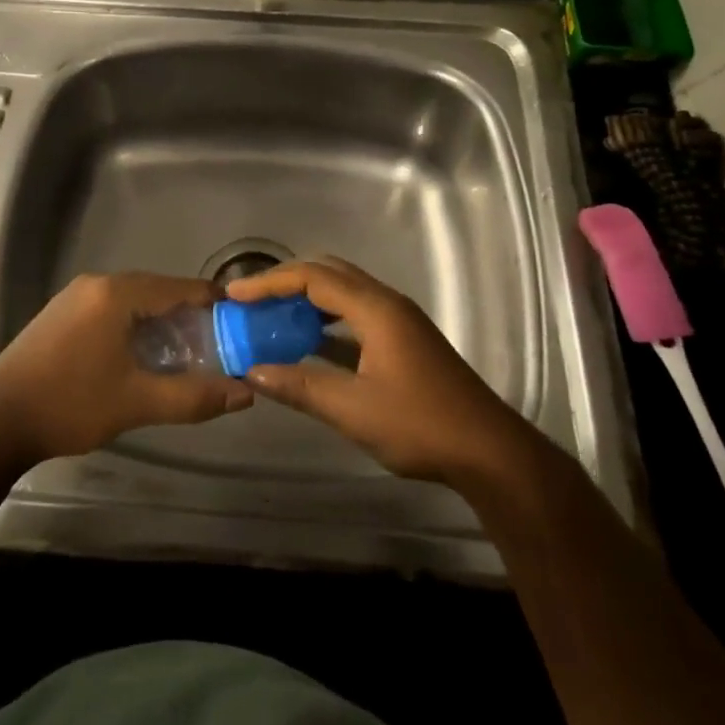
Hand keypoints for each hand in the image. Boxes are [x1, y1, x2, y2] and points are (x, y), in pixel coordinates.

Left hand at [0, 272, 252, 465]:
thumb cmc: (70, 404)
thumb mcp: (137, 402)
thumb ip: (192, 396)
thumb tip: (244, 394)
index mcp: (117, 293)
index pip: (178, 287)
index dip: (212, 302)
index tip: (240, 319)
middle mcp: (97, 283)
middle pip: (156, 290)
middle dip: (188, 314)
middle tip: (217, 342)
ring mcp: (75, 296)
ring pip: (133, 300)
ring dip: (160, 320)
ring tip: (186, 350)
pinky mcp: (61, 313)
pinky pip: (111, 308)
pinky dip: (134, 324)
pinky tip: (142, 352)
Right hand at [226, 257, 533, 484]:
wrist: (488, 452)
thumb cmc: (420, 425)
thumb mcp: (353, 410)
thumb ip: (301, 387)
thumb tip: (253, 372)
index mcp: (375, 309)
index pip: (313, 277)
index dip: (270, 282)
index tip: (235, 295)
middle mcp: (387, 303)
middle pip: (329, 273)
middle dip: (287, 281)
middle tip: (251, 299)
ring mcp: (398, 321)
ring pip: (344, 292)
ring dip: (307, 298)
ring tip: (272, 316)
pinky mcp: (404, 340)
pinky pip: (356, 314)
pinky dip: (327, 319)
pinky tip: (308, 342)